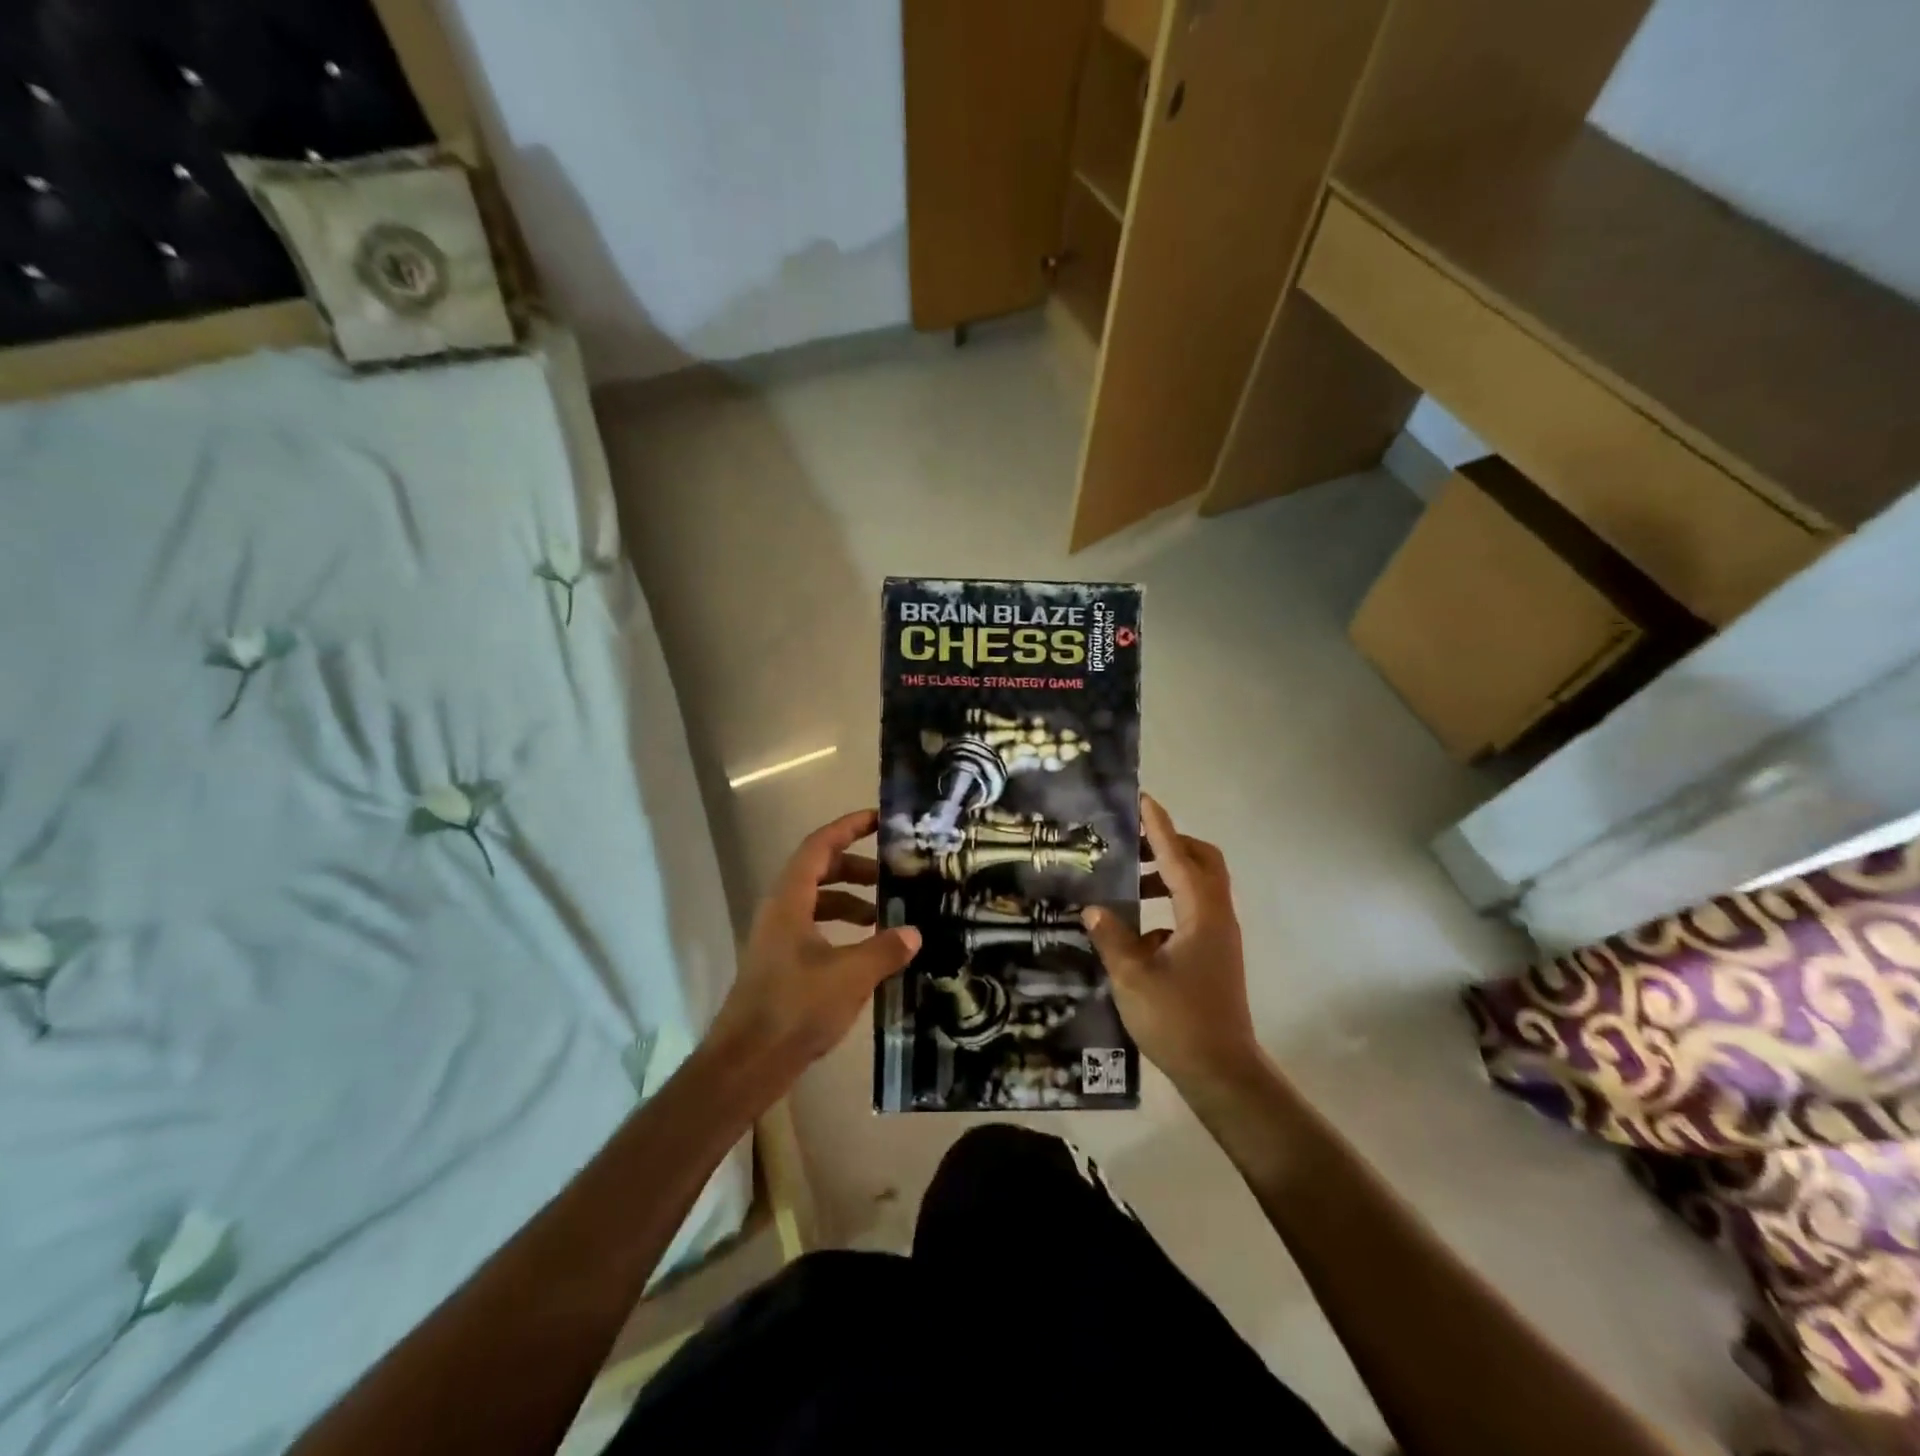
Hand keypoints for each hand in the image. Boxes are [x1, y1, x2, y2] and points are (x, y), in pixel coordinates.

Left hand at [707, 810, 920, 1086]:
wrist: (746, 1064)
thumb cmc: (795, 1008)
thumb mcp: (850, 975)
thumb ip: (885, 949)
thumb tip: (914, 932)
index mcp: (790, 900)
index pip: (819, 846)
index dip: (849, 828)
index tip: (879, 820)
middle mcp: (781, 911)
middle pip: (819, 871)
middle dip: (857, 868)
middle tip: (893, 875)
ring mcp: (779, 939)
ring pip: (818, 903)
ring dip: (851, 901)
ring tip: (886, 915)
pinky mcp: (782, 965)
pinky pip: (816, 930)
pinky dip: (843, 930)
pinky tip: (867, 952)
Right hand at [1081, 795, 1263, 1093]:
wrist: (1222, 1072)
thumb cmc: (1178, 1020)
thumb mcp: (1132, 976)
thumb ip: (1112, 936)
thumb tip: (1094, 908)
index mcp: (1201, 913)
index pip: (1177, 856)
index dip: (1158, 827)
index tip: (1142, 799)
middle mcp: (1217, 916)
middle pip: (1203, 861)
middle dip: (1171, 844)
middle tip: (1135, 843)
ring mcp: (1220, 936)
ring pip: (1199, 887)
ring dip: (1168, 875)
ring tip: (1129, 883)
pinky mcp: (1215, 954)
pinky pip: (1194, 911)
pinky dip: (1169, 905)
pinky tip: (1136, 930)